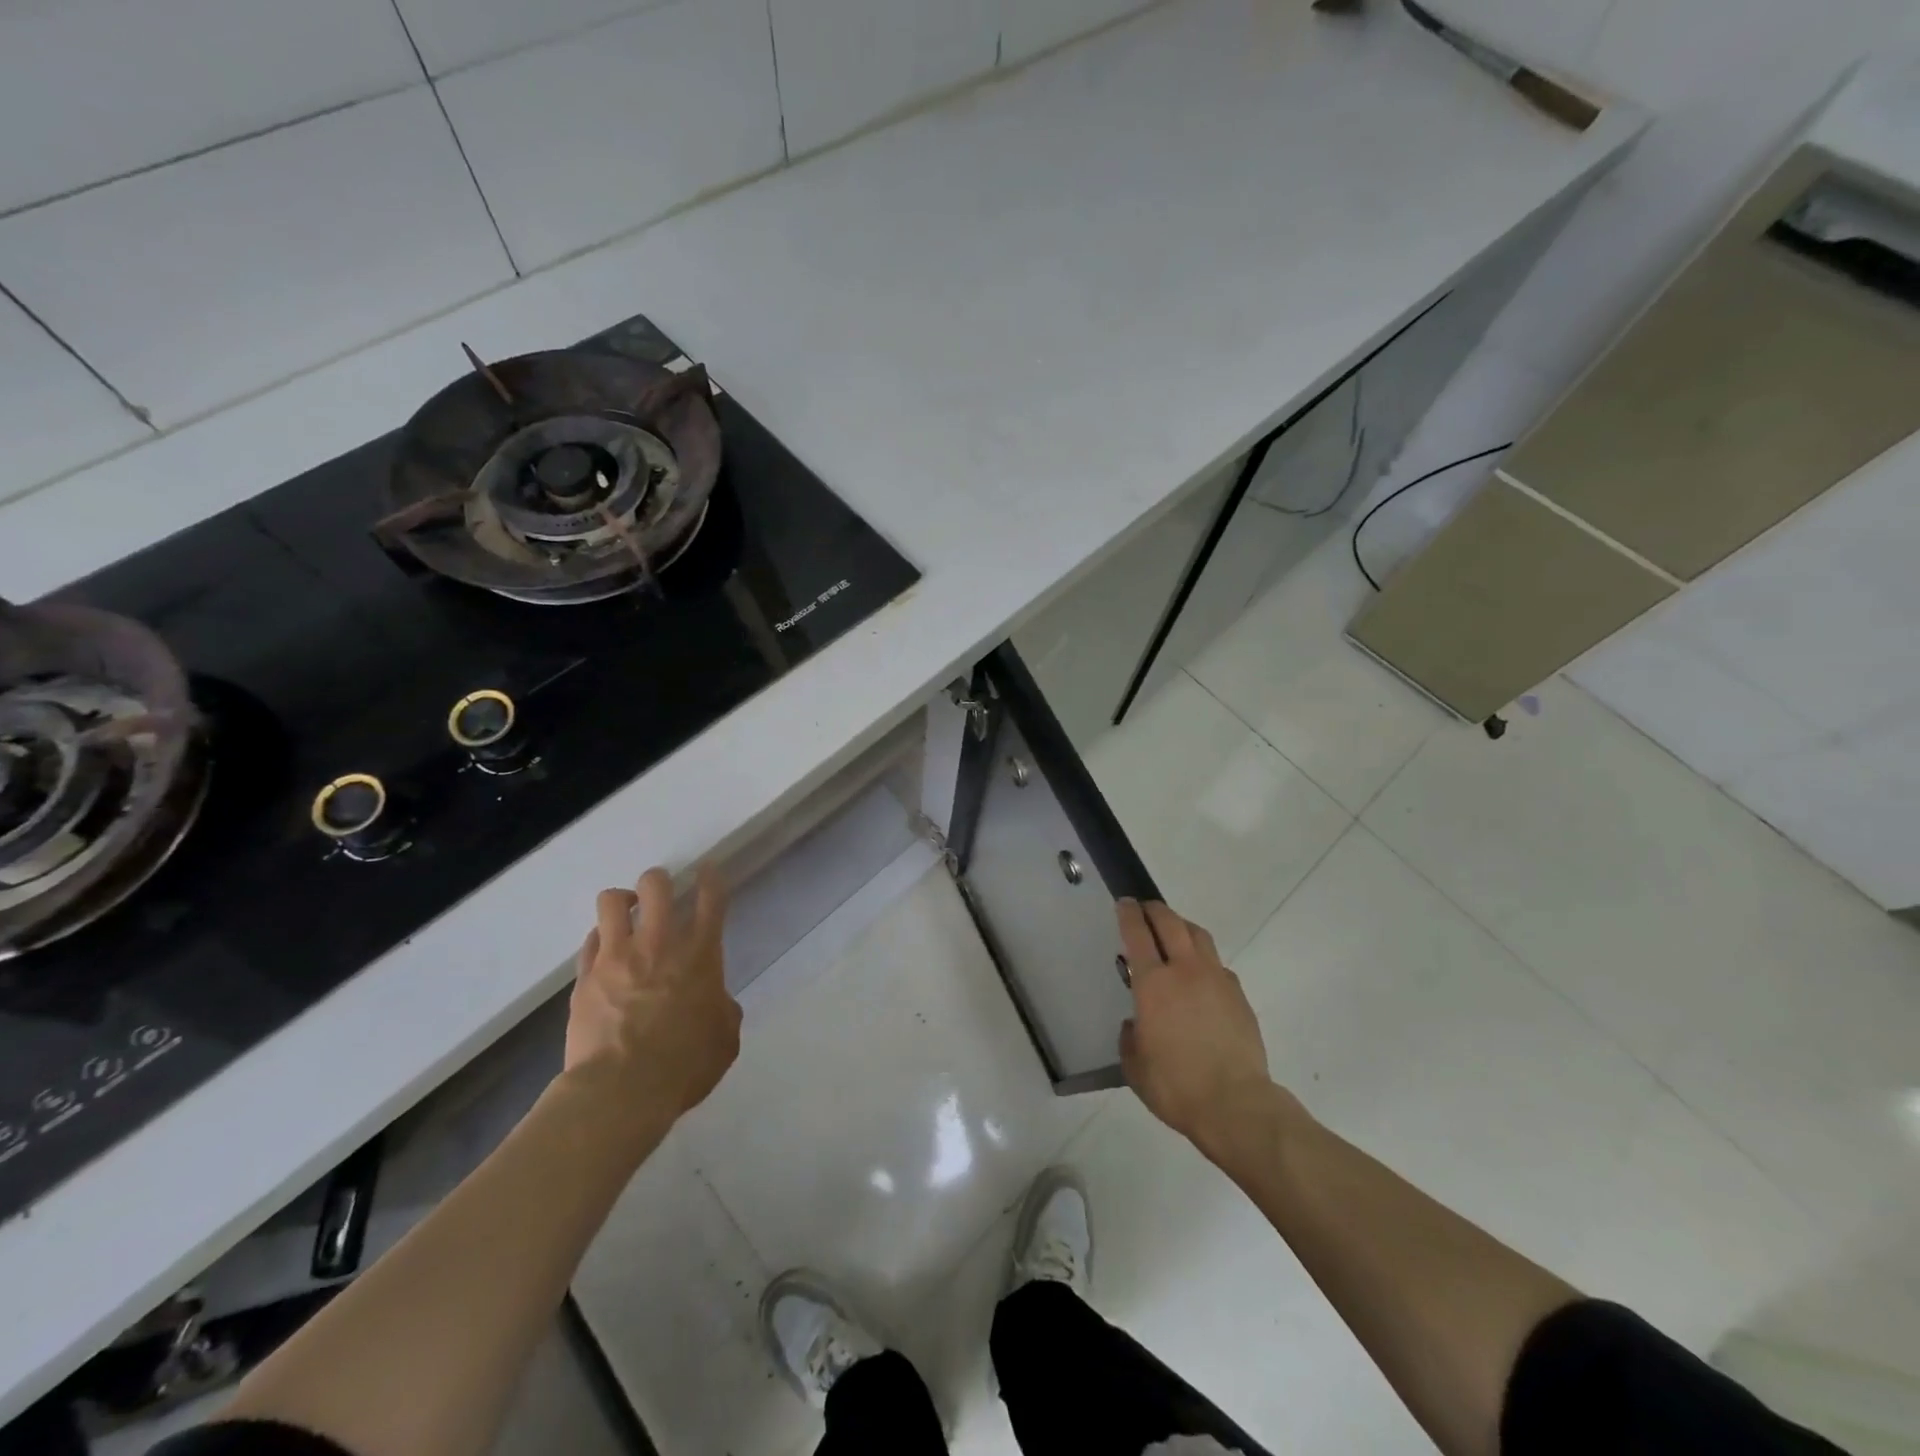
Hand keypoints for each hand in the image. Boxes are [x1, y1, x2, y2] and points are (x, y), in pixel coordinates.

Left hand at [565, 863, 740, 1122]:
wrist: (621, 1091)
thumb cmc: (684, 1066)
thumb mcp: (724, 1040)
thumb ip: (724, 1010)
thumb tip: (716, 1002)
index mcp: (700, 955)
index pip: (710, 899)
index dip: (710, 878)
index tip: (707, 870)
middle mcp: (659, 944)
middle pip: (656, 885)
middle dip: (659, 880)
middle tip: (661, 892)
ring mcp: (617, 957)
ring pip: (611, 902)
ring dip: (622, 900)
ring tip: (626, 911)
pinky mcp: (585, 977)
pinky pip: (590, 942)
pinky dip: (601, 940)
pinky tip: (606, 951)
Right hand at [1118, 898, 1278, 1160]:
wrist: (1235, 1104)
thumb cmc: (1176, 1086)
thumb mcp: (1135, 1067)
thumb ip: (1130, 1038)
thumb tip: (1136, 1026)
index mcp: (1153, 983)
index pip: (1138, 934)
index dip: (1128, 914)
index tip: (1124, 903)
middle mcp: (1185, 971)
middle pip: (1171, 923)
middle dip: (1155, 910)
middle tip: (1145, 908)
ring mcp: (1216, 980)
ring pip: (1199, 936)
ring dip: (1182, 926)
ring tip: (1174, 931)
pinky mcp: (1239, 996)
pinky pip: (1217, 964)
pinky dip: (1204, 959)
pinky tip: (1200, 975)